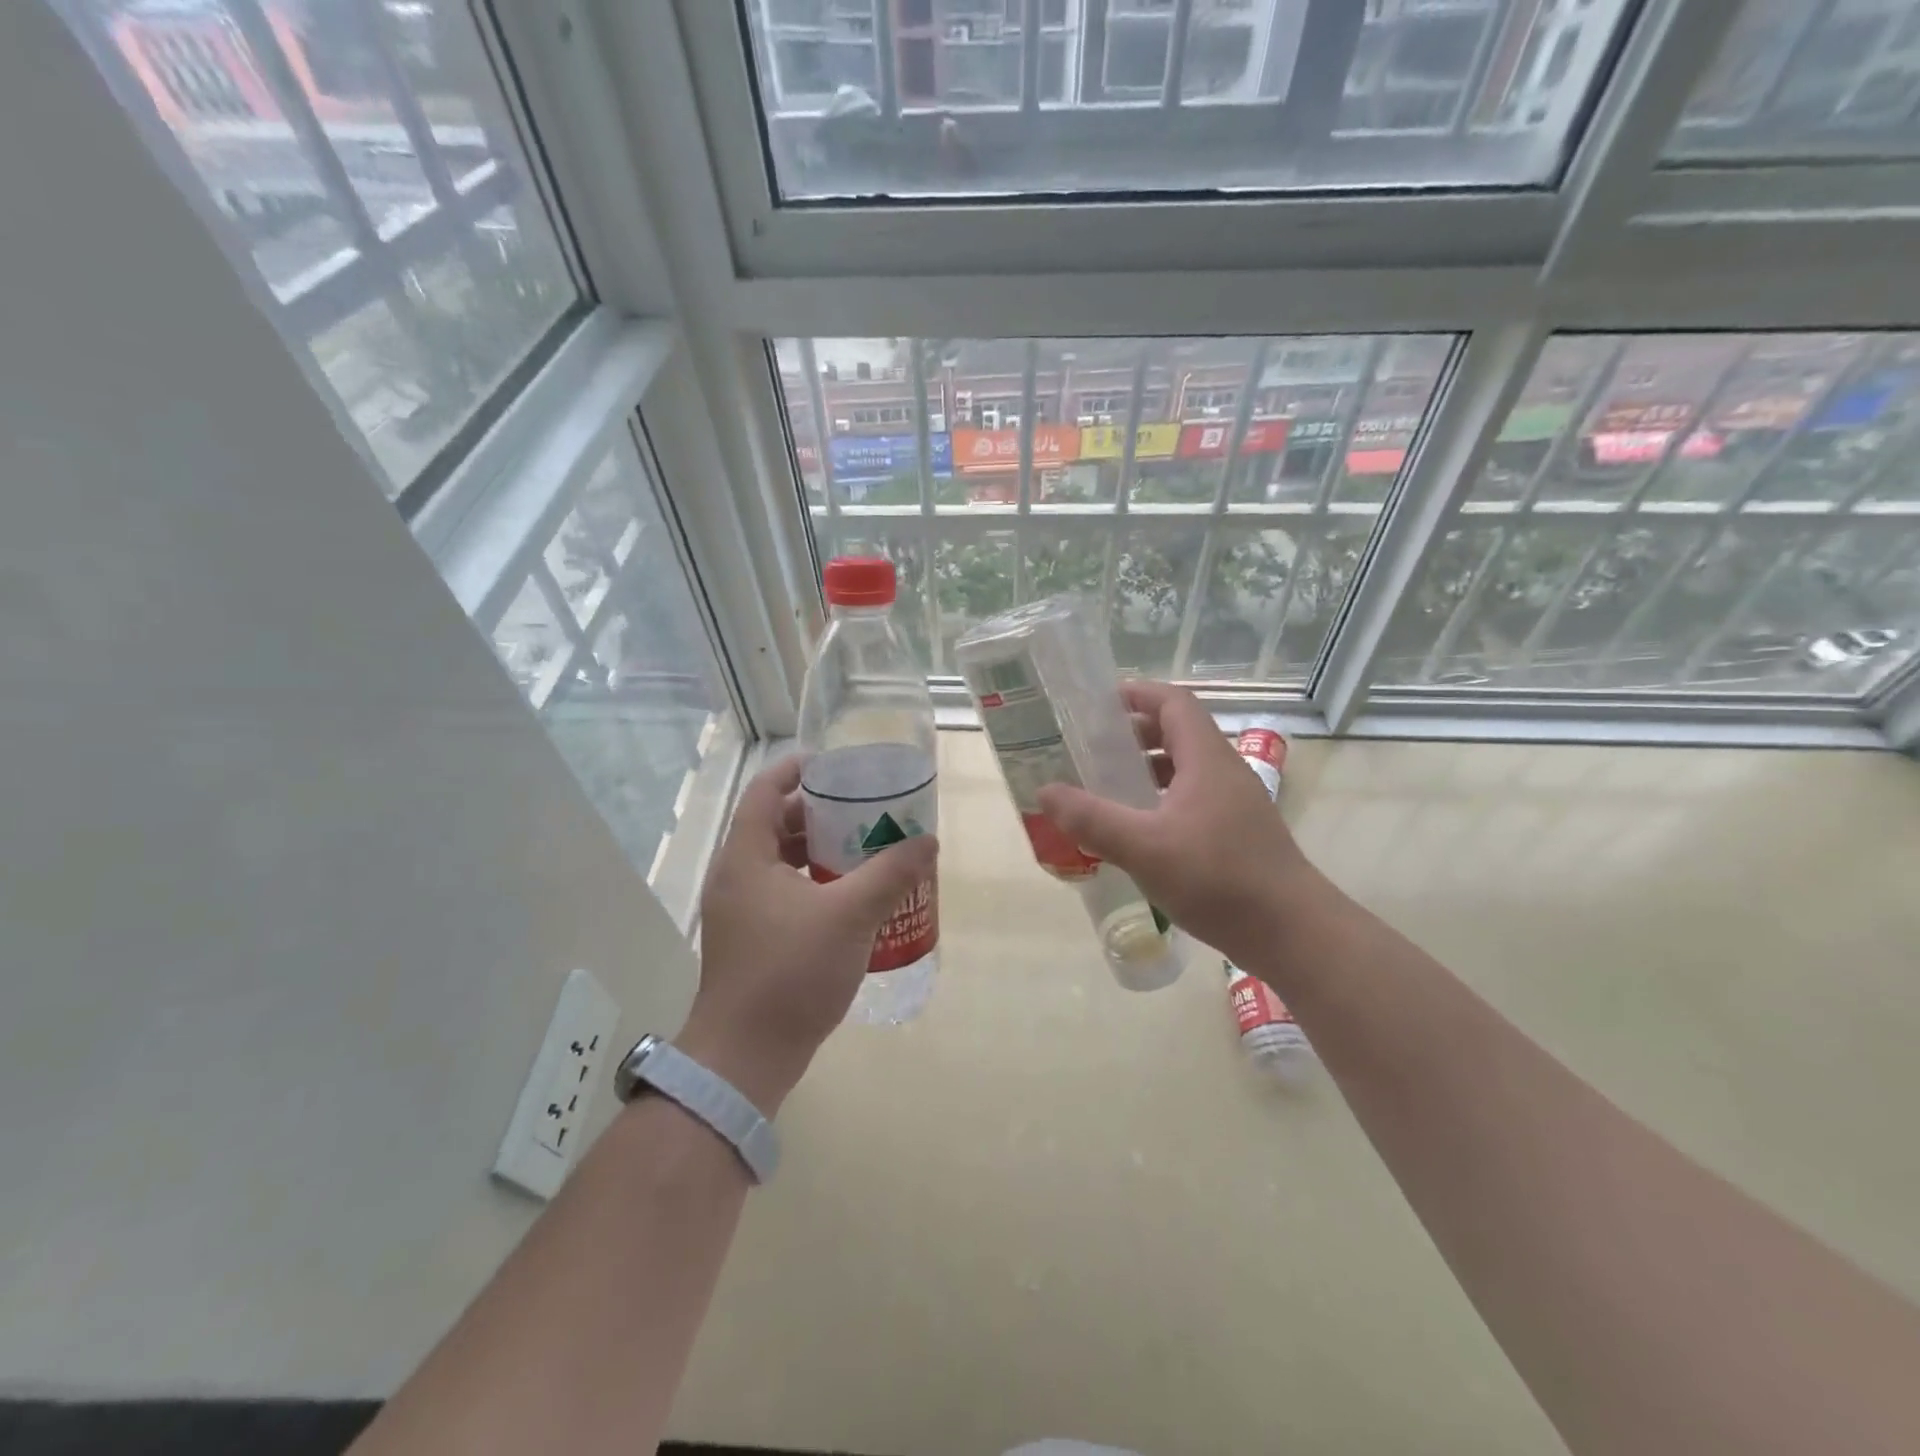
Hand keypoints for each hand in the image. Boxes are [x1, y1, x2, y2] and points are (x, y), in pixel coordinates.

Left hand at [678, 756, 937, 1113]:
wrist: (746, 1056)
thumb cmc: (791, 973)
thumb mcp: (850, 915)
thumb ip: (890, 873)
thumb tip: (927, 841)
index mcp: (746, 856)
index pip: (766, 790)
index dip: (797, 769)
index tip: (837, 763)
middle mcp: (736, 876)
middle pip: (775, 823)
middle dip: (819, 811)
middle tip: (864, 806)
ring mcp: (741, 910)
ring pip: (780, 860)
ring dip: (819, 849)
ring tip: (865, 845)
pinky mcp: (752, 938)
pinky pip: (783, 891)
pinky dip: (814, 881)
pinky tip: (851, 895)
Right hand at [1036, 681, 1318, 970]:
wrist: (1292, 933)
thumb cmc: (1219, 879)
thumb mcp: (1145, 848)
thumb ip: (1093, 818)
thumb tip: (1045, 791)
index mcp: (1206, 760)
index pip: (1174, 703)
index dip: (1138, 694)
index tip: (1098, 704)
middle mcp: (1224, 772)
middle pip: (1179, 732)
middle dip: (1135, 733)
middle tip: (1092, 748)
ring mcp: (1235, 803)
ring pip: (1186, 768)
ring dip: (1148, 768)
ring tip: (1108, 785)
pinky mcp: (1238, 833)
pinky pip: (1193, 798)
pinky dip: (1162, 799)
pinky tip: (1140, 829)